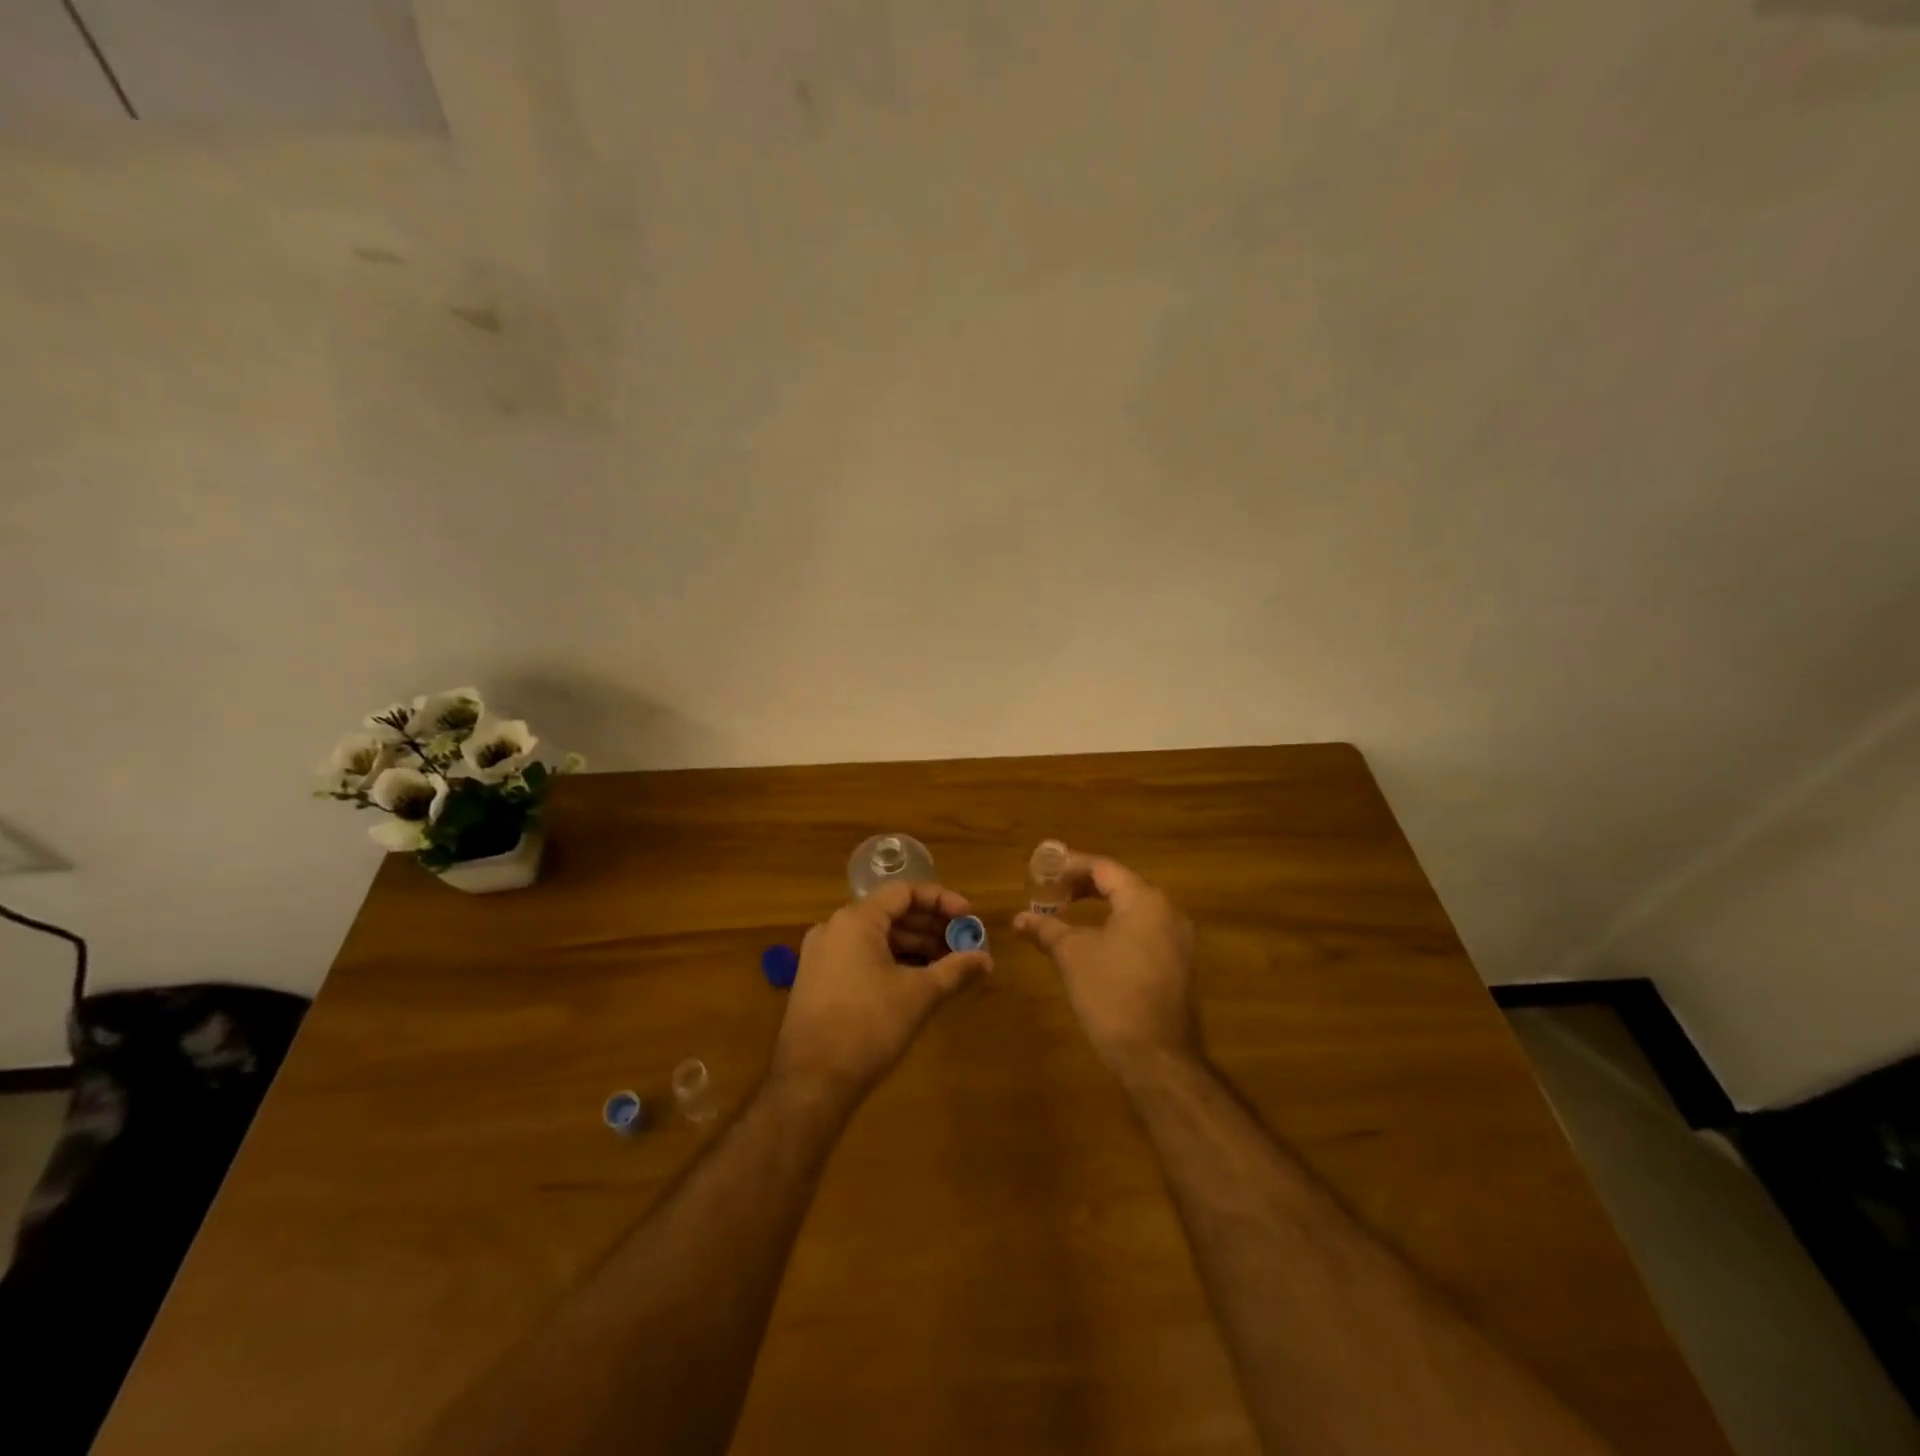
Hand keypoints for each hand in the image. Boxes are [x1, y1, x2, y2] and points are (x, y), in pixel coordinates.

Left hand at [772, 881, 991, 1101]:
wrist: (811, 1082)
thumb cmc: (868, 1026)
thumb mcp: (919, 995)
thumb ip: (955, 970)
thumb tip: (987, 959)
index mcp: (856, 920)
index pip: (904, 892)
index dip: (941, 901)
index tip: (969, 918)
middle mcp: (834, 928)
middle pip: (890, 913)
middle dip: (930, 926)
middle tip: (963, 944)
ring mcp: (821, 955)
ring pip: (876, 937)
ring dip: (913, 946)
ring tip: (947, 965)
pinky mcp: (818, 980)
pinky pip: (861, 956)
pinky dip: (891, 961)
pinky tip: (917, 981)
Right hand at [1013, 852, 1199, 1080]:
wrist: (1155, 1056)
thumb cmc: (1110, 994)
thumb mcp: (1071, 955)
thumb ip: (1046, 928)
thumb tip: (1019, 918)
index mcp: (1145, 900)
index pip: (1104, 868)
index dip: (1070, 866)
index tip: (1043, 872)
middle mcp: (1169, 911)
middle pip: (1121, 885)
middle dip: (1084, 886)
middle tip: (1052, 892)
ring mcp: (1179, 940)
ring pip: (1134, 909)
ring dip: (1101, 906)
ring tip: (1067, 913)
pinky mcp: (1179, 964)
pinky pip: (1145, 930)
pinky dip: (1118, 926)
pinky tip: (1096, 940)